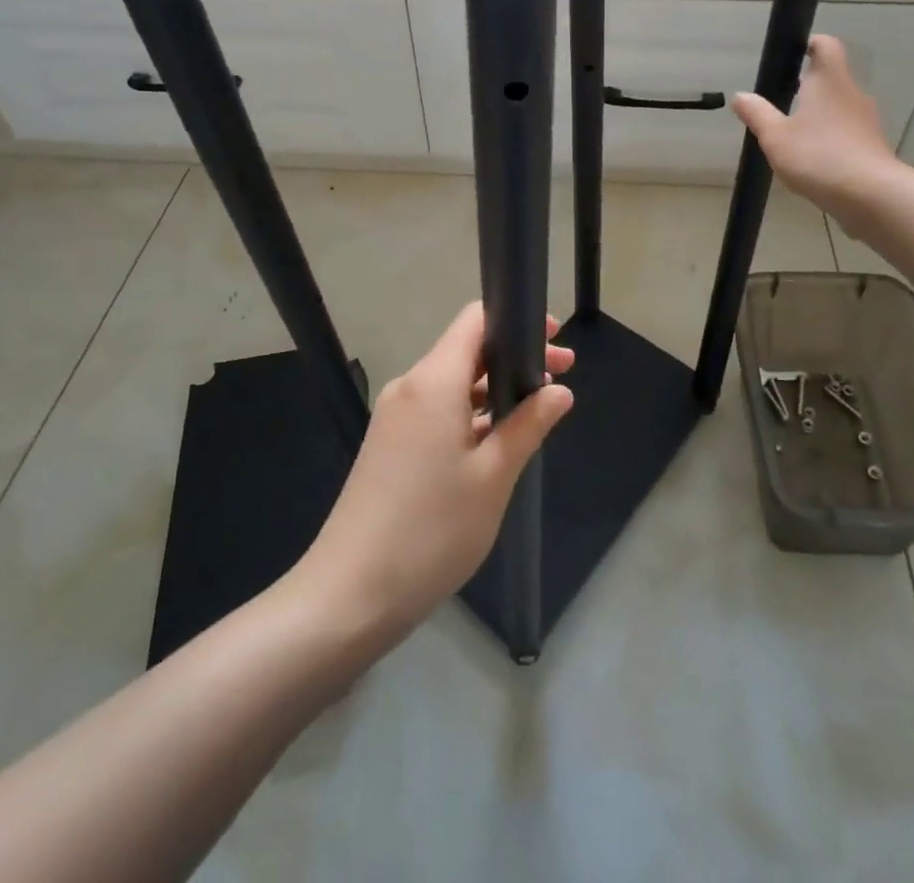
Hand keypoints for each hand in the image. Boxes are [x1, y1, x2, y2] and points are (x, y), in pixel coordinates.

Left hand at [297, 303, 573, 634]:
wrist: (350, 593)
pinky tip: (496, 441)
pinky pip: (437, 410)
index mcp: (433, 381)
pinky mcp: (389, 444)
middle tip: (562, 378)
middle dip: (514, 358)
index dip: (516, 320)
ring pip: (452, 383)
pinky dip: (471, 413)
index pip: (474, 320)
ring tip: (537, 412)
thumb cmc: (431, 530)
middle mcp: (410, 387)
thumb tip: (560, 392)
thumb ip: (528, 426)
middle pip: (466, 350)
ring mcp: (395, 416)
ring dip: (494, 389)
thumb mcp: (493, 477)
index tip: (556, 339)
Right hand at [731, 35, 904, 229]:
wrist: (871, 196)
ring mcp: (866, 121)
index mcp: (830, 81)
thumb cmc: (818, 156)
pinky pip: (847, 133)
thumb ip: (757, 114)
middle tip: (781, 100)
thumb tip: (740, 96)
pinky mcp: (872, 147)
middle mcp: (852, 94)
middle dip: (809, 85)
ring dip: (819, 114)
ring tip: (793, 134)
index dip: (811, 44)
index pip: (826, 46)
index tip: (793, 54)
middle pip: (832, 78)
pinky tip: (813, 160)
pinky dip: (830, 138)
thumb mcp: (775, 136)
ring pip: (839, 107)